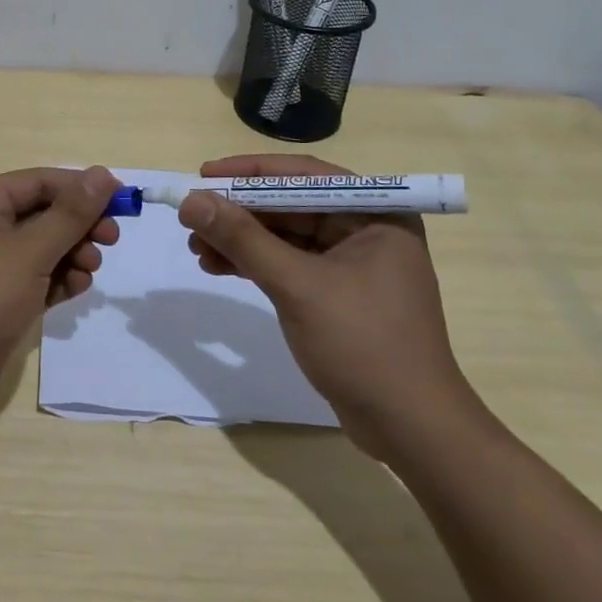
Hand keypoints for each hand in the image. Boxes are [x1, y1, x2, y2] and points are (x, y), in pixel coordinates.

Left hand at [0, 166, 120, 430]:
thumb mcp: (29, 251)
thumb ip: (70, 214)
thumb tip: (104, 174)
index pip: (41, 181)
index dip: (82, 188)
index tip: (123, 202)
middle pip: (43, 213)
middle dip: (78, 225)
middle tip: (111, 240)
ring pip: (42, 248)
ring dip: (72, 254)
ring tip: (89, 271)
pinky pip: (35, 279)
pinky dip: (57, 281)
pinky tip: (76, 290)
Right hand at [178, 154, 477, 458]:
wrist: (410, 429)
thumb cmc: (363, 344)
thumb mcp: (297, 286)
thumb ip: (243, 239)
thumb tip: (191, 200)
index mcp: (375, 213)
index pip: (303, 176)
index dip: (249, 172)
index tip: (203, 174)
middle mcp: (366, 229)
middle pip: (290, 205)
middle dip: (238, 212)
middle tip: (192, 218)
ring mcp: (352, 263)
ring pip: (284, 235)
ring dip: (240, 239)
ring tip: (195, 248)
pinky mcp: (336, 293)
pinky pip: (287, 263)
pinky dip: (253, 263)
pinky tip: (217, 267)